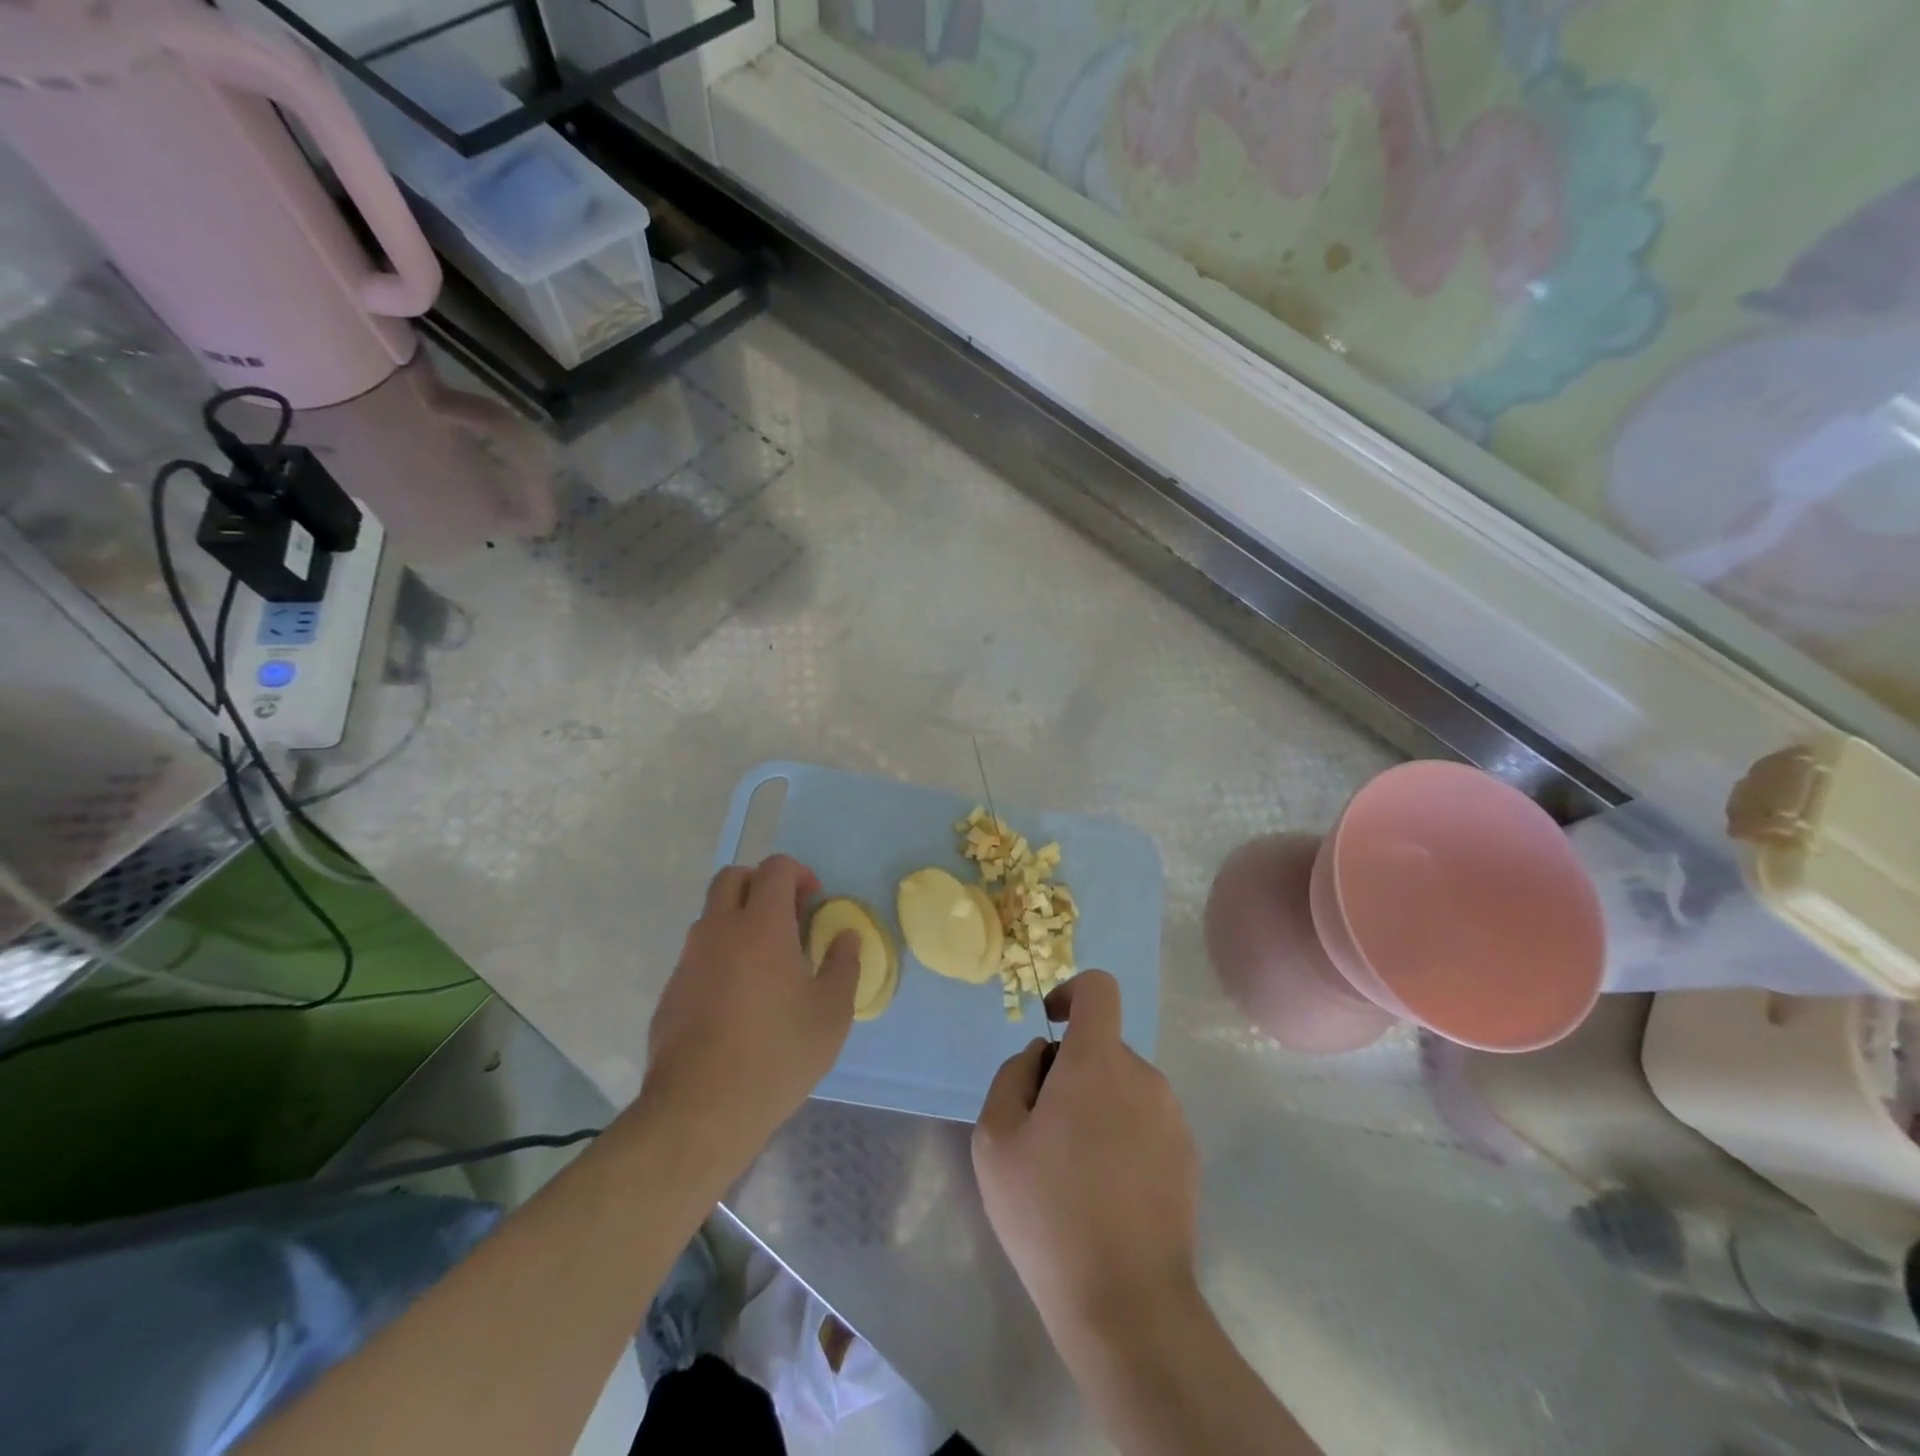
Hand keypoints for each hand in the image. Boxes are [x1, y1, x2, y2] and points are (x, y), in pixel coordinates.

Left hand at [642, 855, 860, 1159]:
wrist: (700, 1110)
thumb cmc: (778, 1054)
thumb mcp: (832, 1013)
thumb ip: (844, 964)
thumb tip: (846, 936)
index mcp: (761, 925)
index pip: (775, 868)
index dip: (799, 873)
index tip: (814, 901)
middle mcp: (718, 930)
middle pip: (732, 877)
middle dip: (761, 884)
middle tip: (787, 916)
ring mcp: (689, 960)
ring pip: (711, 915)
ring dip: (738, 919)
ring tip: (766, 961)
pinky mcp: (671, 991)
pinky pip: (698, 954)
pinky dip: (720, 955)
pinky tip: (738, 999)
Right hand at [972, 971, 1200, 1345]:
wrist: (1127, 1304)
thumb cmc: (1049, 1213)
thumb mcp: (996, 1139)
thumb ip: (1013, 1076)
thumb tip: (1041, 1057)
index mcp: (1098, 1062)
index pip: (1099, 989)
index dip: (1071, 993)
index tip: (1051, 1026)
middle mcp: (1144, 1076)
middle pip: (1103, 1047)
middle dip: (1071, 1071)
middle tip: (1044, 1132)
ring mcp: (1172, 1117)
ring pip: (1123, 1087)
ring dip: (1096, 1107)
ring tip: (1073, 1172)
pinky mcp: (1188, 1156)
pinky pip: (1145, 1122)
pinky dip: (1122, 1136)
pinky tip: (1106, 1194)